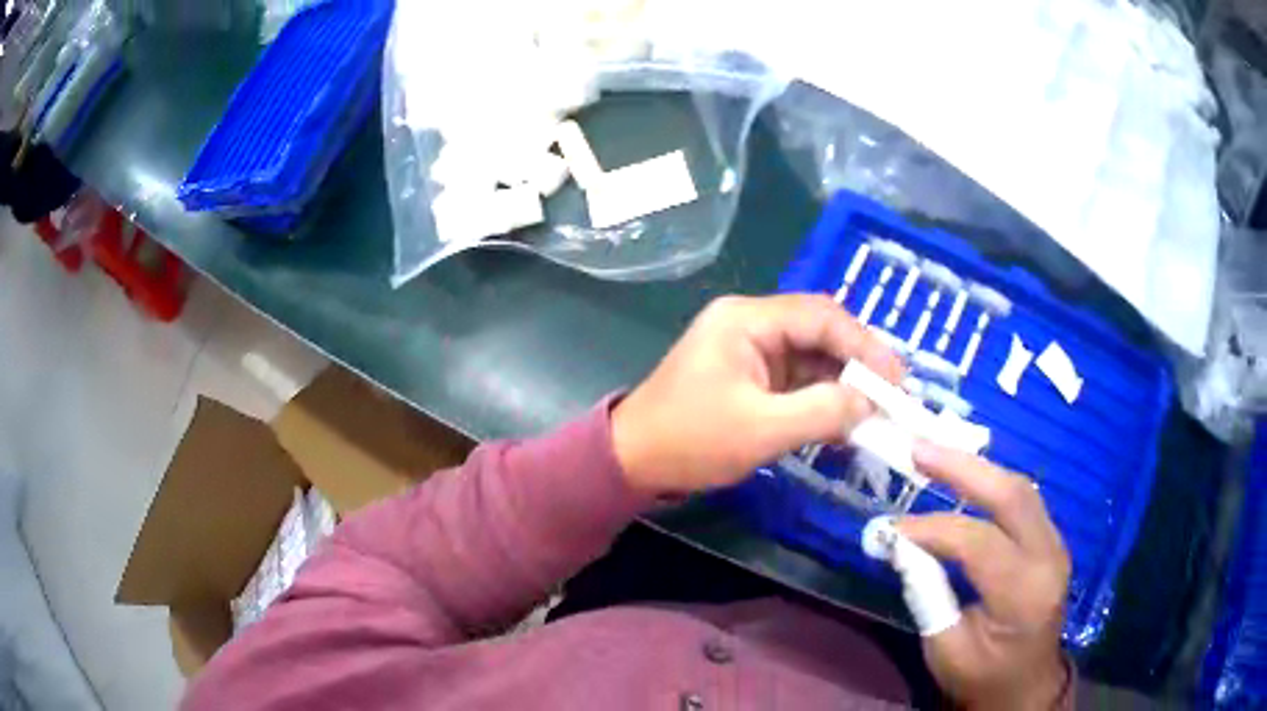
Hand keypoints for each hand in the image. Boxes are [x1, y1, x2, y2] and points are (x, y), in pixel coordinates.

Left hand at [612, 294, 902, 494]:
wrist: (634, 462)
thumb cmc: (690, 441)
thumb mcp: (761, 430)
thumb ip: (822, 412)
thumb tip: (870, 403)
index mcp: (747, 320)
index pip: (822, 317)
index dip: (865, 346)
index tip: (897, 379)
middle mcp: (751, 324)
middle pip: (820, 333)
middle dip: (859, 365)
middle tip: (894, 396)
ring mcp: (751, 350)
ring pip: (812, 358)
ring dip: (844, 386)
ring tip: (878, 414)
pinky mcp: (751, 377)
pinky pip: (798, 381)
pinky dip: (822, 400)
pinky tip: (846, 423)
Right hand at [898, 444, 1071, 710]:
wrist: (1026, 684)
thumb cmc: (982, 676)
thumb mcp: (945, 650)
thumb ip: (927, 594)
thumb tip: (901, 545)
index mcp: (1024, 595)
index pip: (979, 543)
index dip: (933, 529)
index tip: (892, 529)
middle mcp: (1049, 559)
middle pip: (1012, 495)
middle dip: (963, 468)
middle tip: (919, 449)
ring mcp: (1056, 545)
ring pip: (1020, 489)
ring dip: (977, 469)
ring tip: (935, 454)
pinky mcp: (1051, 541)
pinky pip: (1023, 500)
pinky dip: (990, 485)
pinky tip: (964, 477)